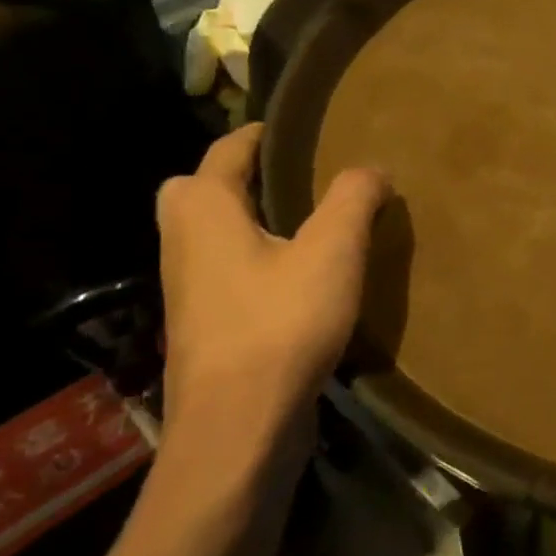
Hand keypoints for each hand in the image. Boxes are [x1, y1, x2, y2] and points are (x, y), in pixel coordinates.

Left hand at [155, 125, 389, 471]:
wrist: (238, 426)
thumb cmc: (280, 324)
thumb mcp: (333, 251)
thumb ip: (353, 199)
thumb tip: (372, 169)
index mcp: (203, 209)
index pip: (227, 149)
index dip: (262, 133)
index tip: (301, 128)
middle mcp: (182, 241)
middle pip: (201, 190)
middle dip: (240, 177)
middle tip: (295, 180)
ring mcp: (188, 288)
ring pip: (212, 234)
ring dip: (250, 221)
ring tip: (309, 224)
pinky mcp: (204, 326)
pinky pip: (226, 271)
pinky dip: (255, 260)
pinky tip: (301, 278)